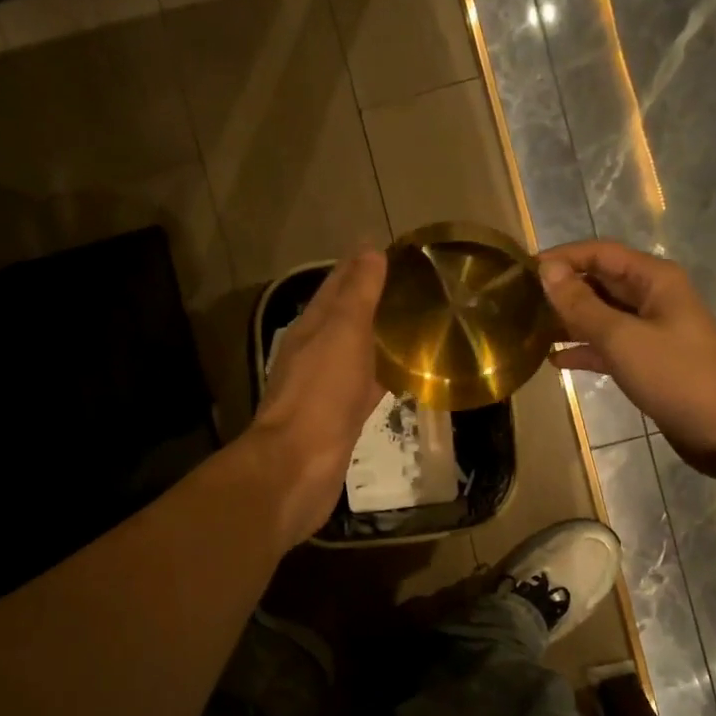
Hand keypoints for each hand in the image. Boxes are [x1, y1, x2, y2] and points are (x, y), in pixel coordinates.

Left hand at [248, 249, 387, 543]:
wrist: (299, 465)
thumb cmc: (321, 393)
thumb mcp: (342, 333)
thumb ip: (357, 294)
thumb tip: (370, 250)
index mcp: (311, 327)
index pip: (336, 285)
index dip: (360, 265)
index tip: (391, 250)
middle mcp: (316, 353)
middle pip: (347, 318)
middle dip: (373, 300)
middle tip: (413, 286)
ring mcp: (328, 387)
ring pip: (358, 352)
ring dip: (381, 338)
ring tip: (416, 323)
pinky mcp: (343, 418)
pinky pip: (368, 386)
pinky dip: (385, 375)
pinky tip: (406, 375)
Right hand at [539, 241, 715, 478]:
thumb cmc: (678, 376)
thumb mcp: (623, 338)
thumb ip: (582, 305)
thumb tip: (547, 272)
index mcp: (653, 280)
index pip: (599, 253)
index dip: (561, 258)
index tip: (521, 271)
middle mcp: (652, 298)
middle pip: (599, 282)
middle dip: (561, 289)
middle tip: (517, 302)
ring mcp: (651, 332)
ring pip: (601, 316)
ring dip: (568, 321)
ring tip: (527, 329)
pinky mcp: (648, 363)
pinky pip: (608, 347)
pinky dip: (584, 350)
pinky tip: (553, 360)